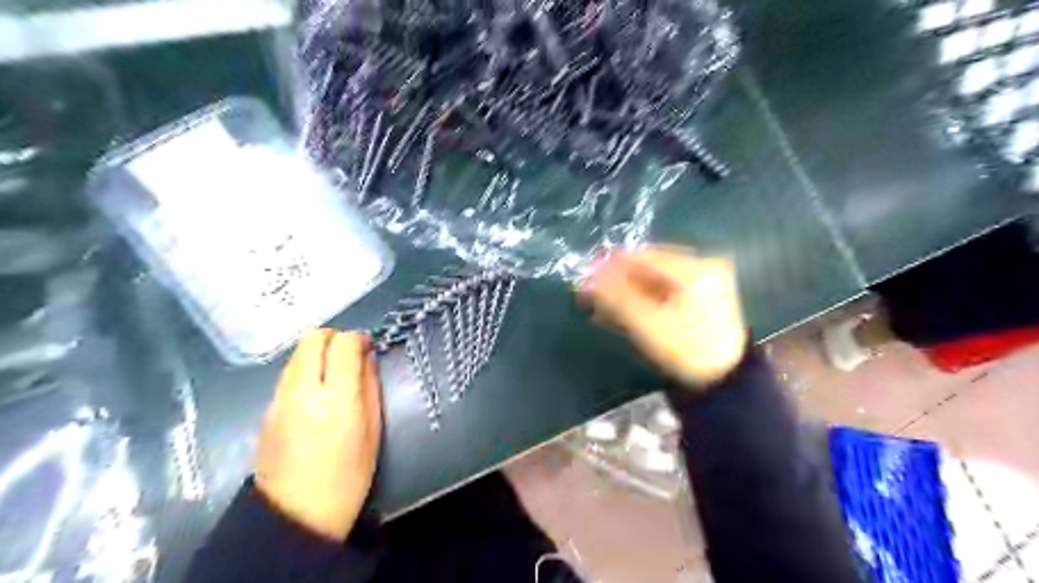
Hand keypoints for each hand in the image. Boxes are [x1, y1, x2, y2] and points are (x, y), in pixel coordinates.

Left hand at [253, 329, 382, 539]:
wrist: (294, 516)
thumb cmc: (347, 476)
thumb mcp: (372, 430)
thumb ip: (370, 388)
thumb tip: (367, 359)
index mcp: (335, 399)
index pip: (343, 344)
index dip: (358, 339)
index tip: (368, 347)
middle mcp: (302, 391)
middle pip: (312, 338)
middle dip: (334, 337)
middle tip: (350, 354)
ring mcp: (279, 398)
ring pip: (296, 352)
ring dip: (318, 352)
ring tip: (334, 372)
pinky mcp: (266, 409)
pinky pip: (287, 373)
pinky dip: (305, 369)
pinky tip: (317, 390)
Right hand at [583, 247, 746, 386]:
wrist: (724, 383)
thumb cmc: (688, 352)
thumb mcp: (650, 324)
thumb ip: (618, 298)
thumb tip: (589, 277)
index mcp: (696, 269)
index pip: (645, 258)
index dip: (612, 266)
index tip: (585, 275)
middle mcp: (701, 269)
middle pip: (649, 270)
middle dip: (617, 283)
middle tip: (589, 295)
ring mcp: (702, 285)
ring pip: (654, 284)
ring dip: (626, 294)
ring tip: (599, 308)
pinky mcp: (699, 301)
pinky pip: (663, 295)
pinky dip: (641, 303)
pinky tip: (620, 313)